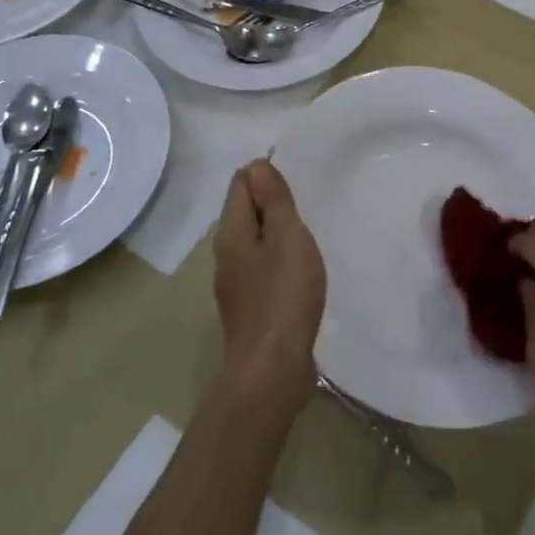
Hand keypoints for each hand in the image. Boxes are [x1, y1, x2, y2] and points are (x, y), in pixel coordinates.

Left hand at [212, 159, 325, 423]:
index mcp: (231, 232)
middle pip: (245, 212)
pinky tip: (301, 270)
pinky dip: (280, 259)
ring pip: (255, 241)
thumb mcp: (286, 237)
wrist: (271, 370)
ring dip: (278, 233)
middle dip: (272, 202)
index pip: (240, 183)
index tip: (298, 182)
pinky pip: (263, 268)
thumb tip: (258, 164)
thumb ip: (273, 201)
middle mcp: (226, 253)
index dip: (266, 175)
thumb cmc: (283, 296)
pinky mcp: (250, 306)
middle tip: (307, 205)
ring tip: (308, 234)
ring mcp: (236, 283)